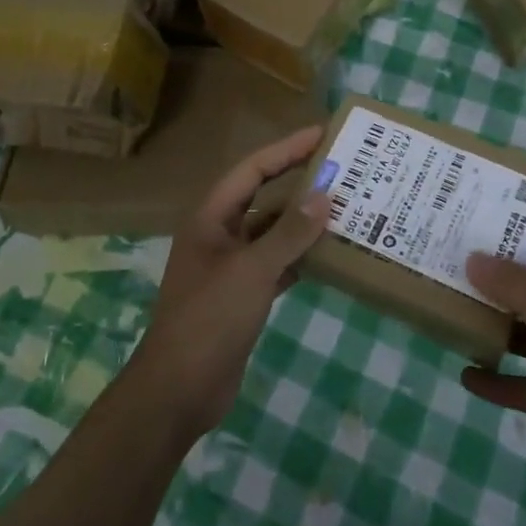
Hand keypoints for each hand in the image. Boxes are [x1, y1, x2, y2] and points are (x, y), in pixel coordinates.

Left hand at [130, 125, 329, 438]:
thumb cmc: (209, 319)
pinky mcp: (244, 295)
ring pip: (273, 233)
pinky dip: (302, 257)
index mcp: (212, 218)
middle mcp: (220, 235)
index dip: (286, 150)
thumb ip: (289, 233)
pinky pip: (278, 264)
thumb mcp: (252, 271)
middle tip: (343, 170)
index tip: (322, 135)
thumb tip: (324, 195)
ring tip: (347, 209)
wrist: (179, 391)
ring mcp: (232, 267)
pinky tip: (332, 255)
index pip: (253, 170)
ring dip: (304, 223)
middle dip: (300, 183)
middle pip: (264, 197)